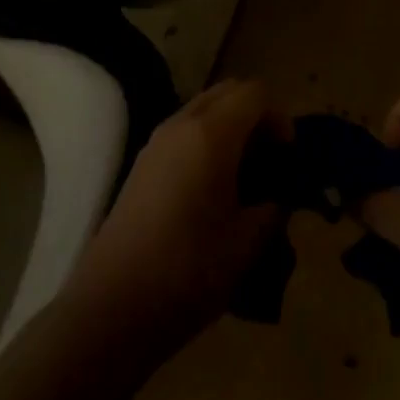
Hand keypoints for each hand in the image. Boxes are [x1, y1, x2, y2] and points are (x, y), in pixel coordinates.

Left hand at [66, 80, 287, 351]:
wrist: (111, 308)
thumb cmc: (187, 271)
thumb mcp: (247, 244)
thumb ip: (272, 209)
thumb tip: (277, 198)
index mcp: (212, 133)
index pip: (255, 93)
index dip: (279, 118)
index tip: (287, 158)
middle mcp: (182, 124)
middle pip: (229, 91)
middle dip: (256, 116)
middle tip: (269, 160)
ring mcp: (157, 141)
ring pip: (204, 108)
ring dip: (230, 127)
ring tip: (242, 178)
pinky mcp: (142, 163)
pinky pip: (184, 131)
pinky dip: (206, 142)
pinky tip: (211, 191)